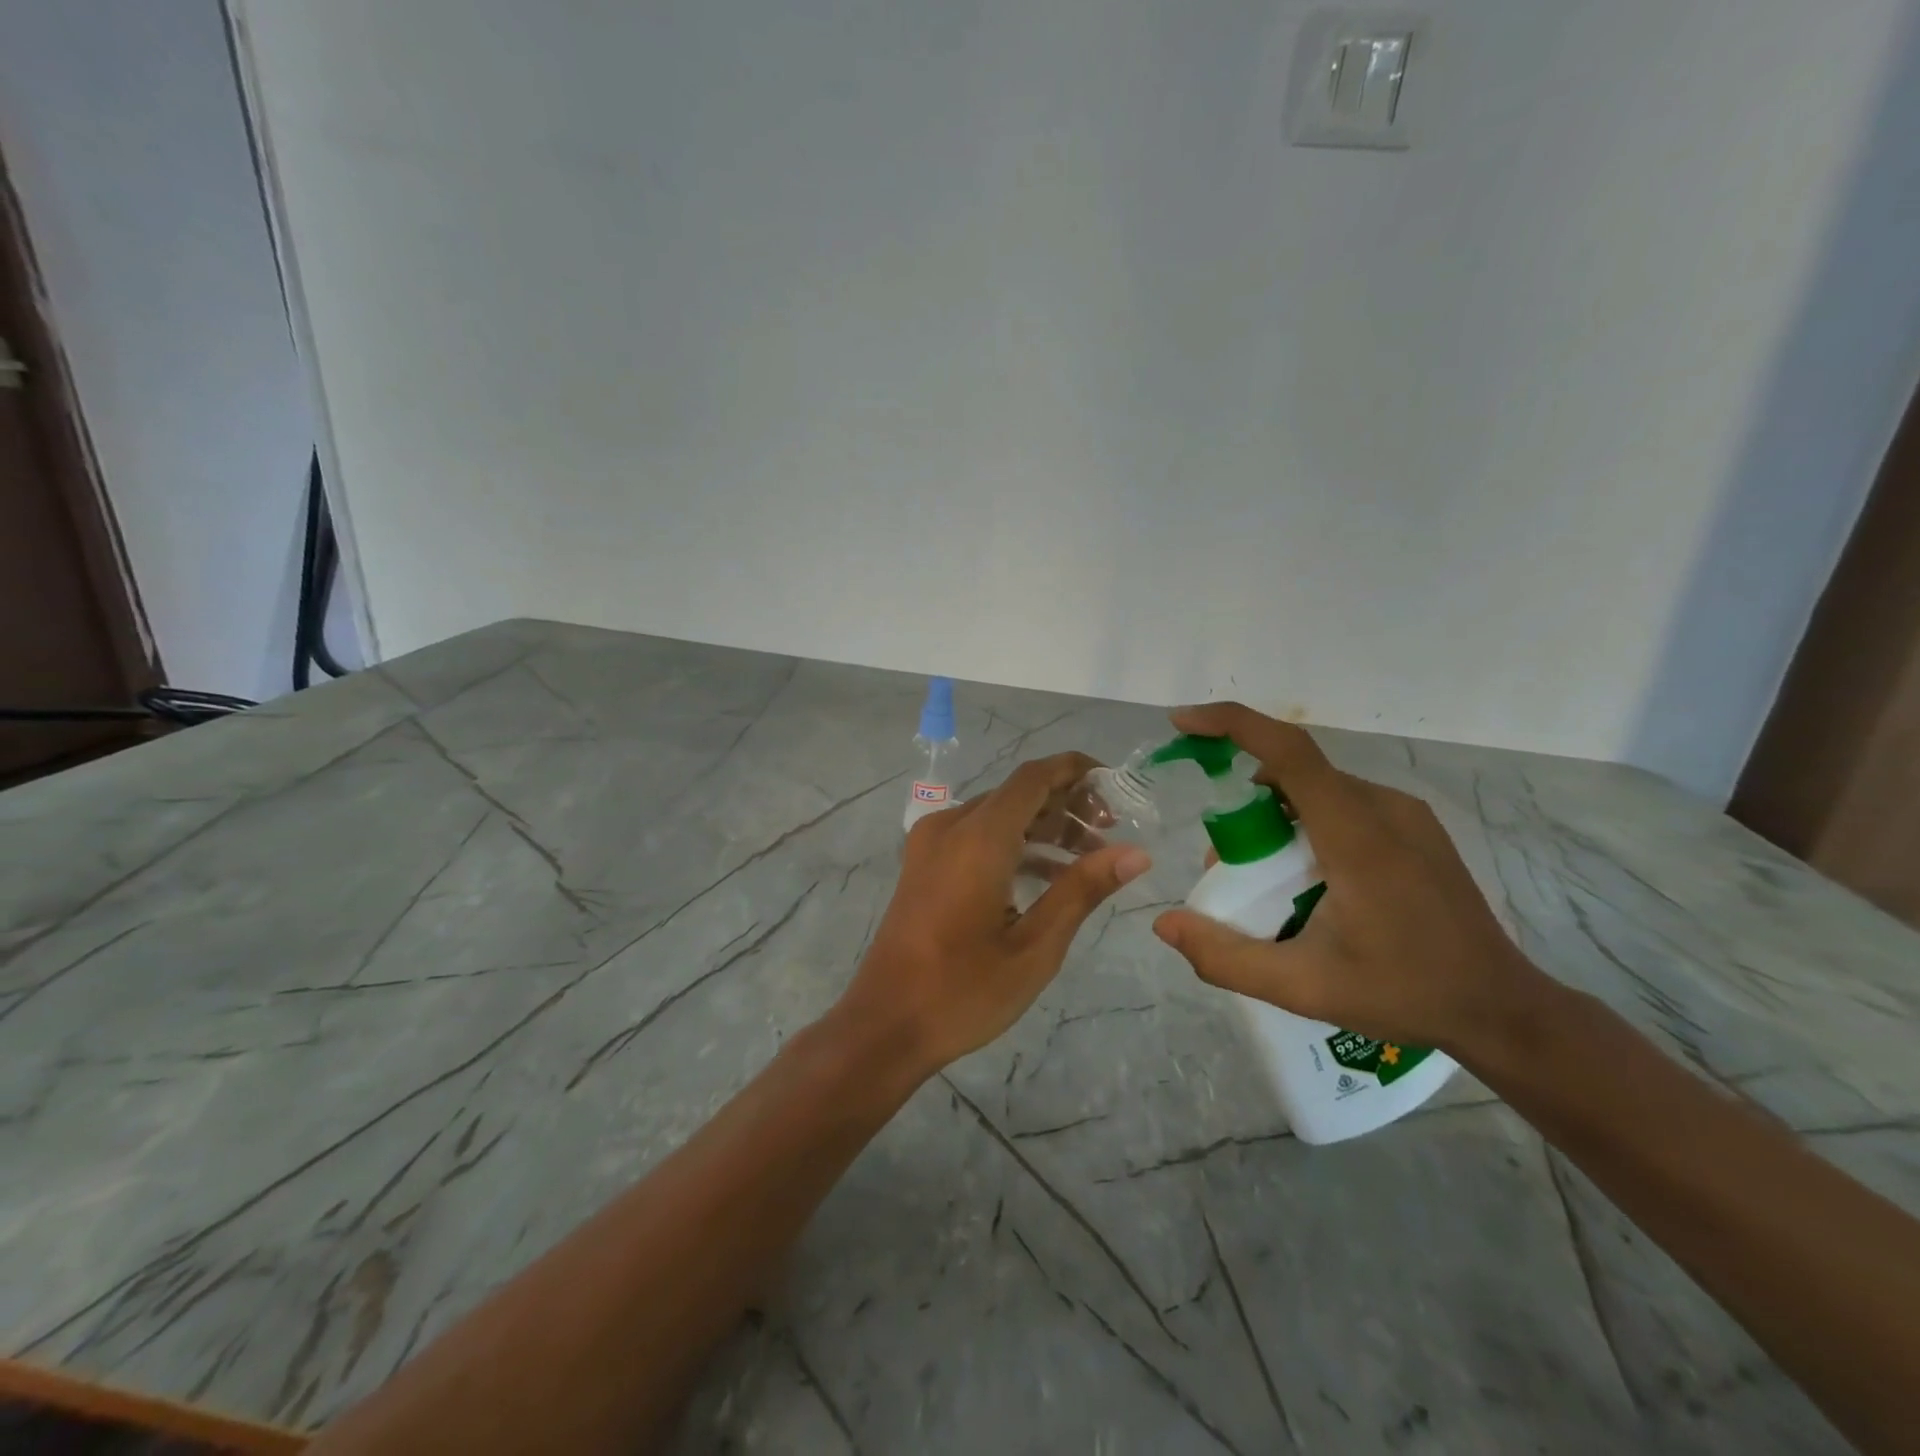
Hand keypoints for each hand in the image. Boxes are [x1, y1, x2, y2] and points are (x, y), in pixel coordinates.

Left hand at [835, 753, 1150, 1078]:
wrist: (884, 1025)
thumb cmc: (963, 991)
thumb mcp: (1035, 946)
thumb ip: (1082, 890)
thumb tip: (1136, 853)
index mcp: (978, 838)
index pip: (1034, 777)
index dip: (1076, 771)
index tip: (1117, 786)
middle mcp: (950, 826)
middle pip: (1017, 793)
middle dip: (1066, 803)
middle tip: (1111, 831)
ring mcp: (930, 844)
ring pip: (997, 814)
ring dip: (1042, 826)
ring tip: (1089, 856)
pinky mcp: (923, 864)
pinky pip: (976, 836)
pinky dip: (1013, 843)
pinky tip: (1047, 875)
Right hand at [1151, 703, 1536, 1053]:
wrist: (1502, 1009)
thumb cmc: (1403, 994)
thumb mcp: (1302, 987)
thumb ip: (1225, 957)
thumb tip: (1164, 923)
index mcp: (1357, 836)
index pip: (1288, 753)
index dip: (1231, 725)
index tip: (1183, 723)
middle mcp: (1383, 808)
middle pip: (1292, 774)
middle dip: (1244, 805)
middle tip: (1229, 866)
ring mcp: (1406, 814)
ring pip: (1317, 789)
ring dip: (1276, 817)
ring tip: (1271, 881)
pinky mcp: (1416, 827)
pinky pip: (1343, 803)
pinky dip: (1307, 824)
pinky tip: (1312, 880)